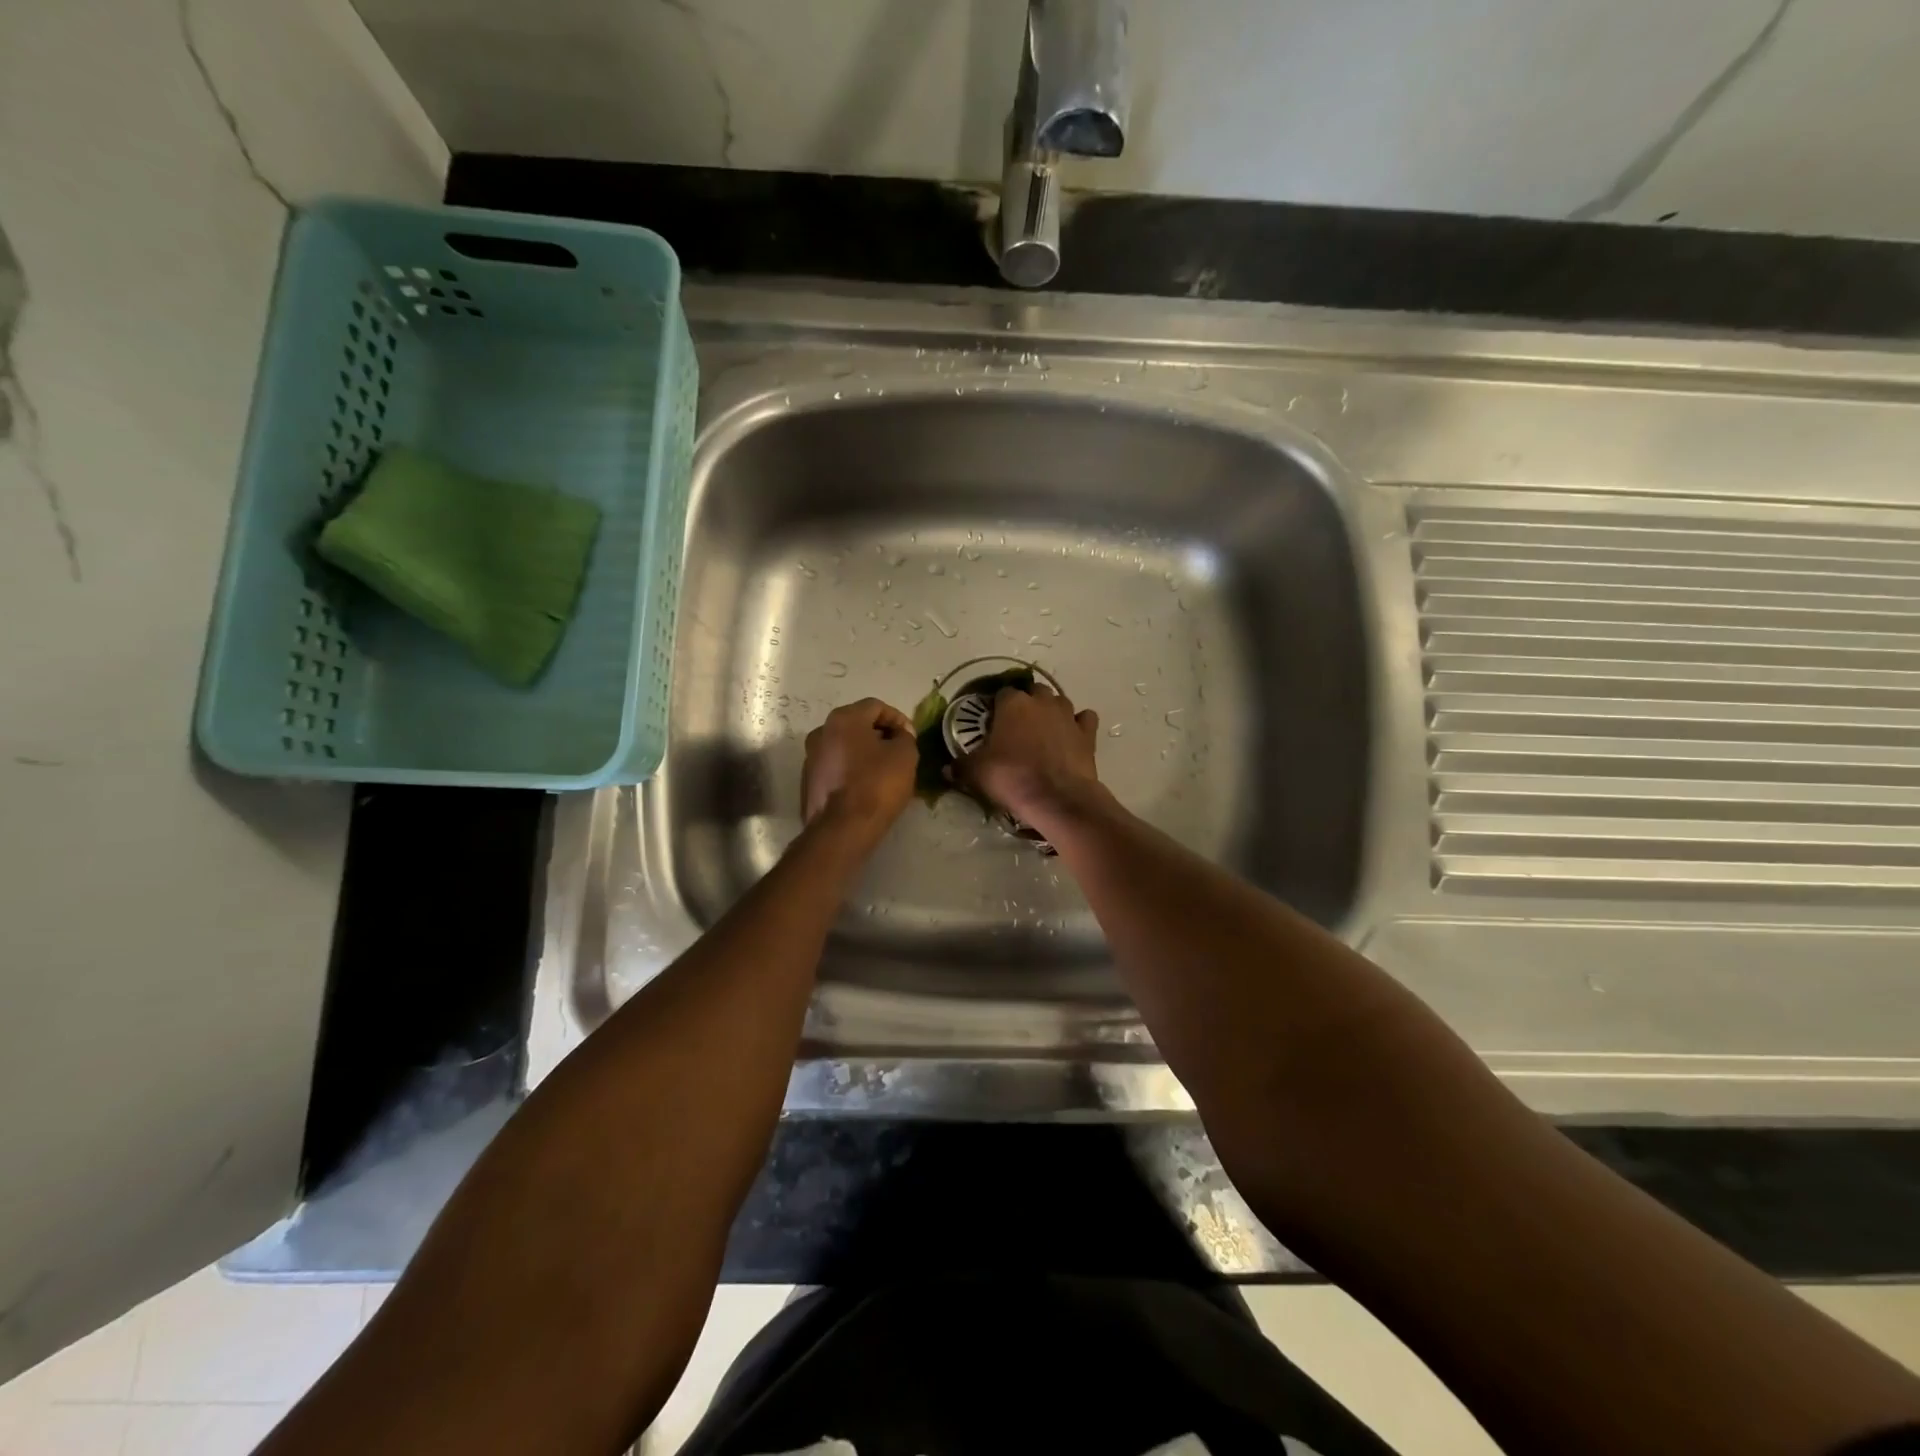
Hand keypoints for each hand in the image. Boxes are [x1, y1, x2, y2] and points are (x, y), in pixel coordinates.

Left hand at [801, 698, 919, 840]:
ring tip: (885, 770)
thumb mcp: (905, 755)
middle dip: (880, 735)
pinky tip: (866, 786)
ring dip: (865, 752)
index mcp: (843, 719)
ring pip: (844, 746)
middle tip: (900, 751)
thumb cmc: (877, 784)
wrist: (842, 829)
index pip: (876, 706)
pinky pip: (836, 767)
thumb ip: (904, 737)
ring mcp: (811, 757)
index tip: (911, 737)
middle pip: (857, 725)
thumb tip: (899, 735)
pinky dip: (852, 769)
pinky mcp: (808, 782)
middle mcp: (821, 732)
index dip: (898, 719)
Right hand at [954, 683, 1104, 831]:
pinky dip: (1078, 724)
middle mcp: (1041, 701)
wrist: (1057, 798)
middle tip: (1017, 728)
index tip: (992, 723)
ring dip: (1051, 711)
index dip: (996, 707)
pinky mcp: (1087, 732)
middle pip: (1033, 692)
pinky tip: (1071, 736)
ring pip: (1059, 701)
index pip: (1001, 693)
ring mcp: (1067, 714)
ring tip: (1043, 732)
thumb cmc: (1012, 778)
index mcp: (1012, 703)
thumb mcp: (976, 773)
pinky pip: (1084, 719)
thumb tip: (946, 768)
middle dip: (1026, 704)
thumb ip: (961, 766)